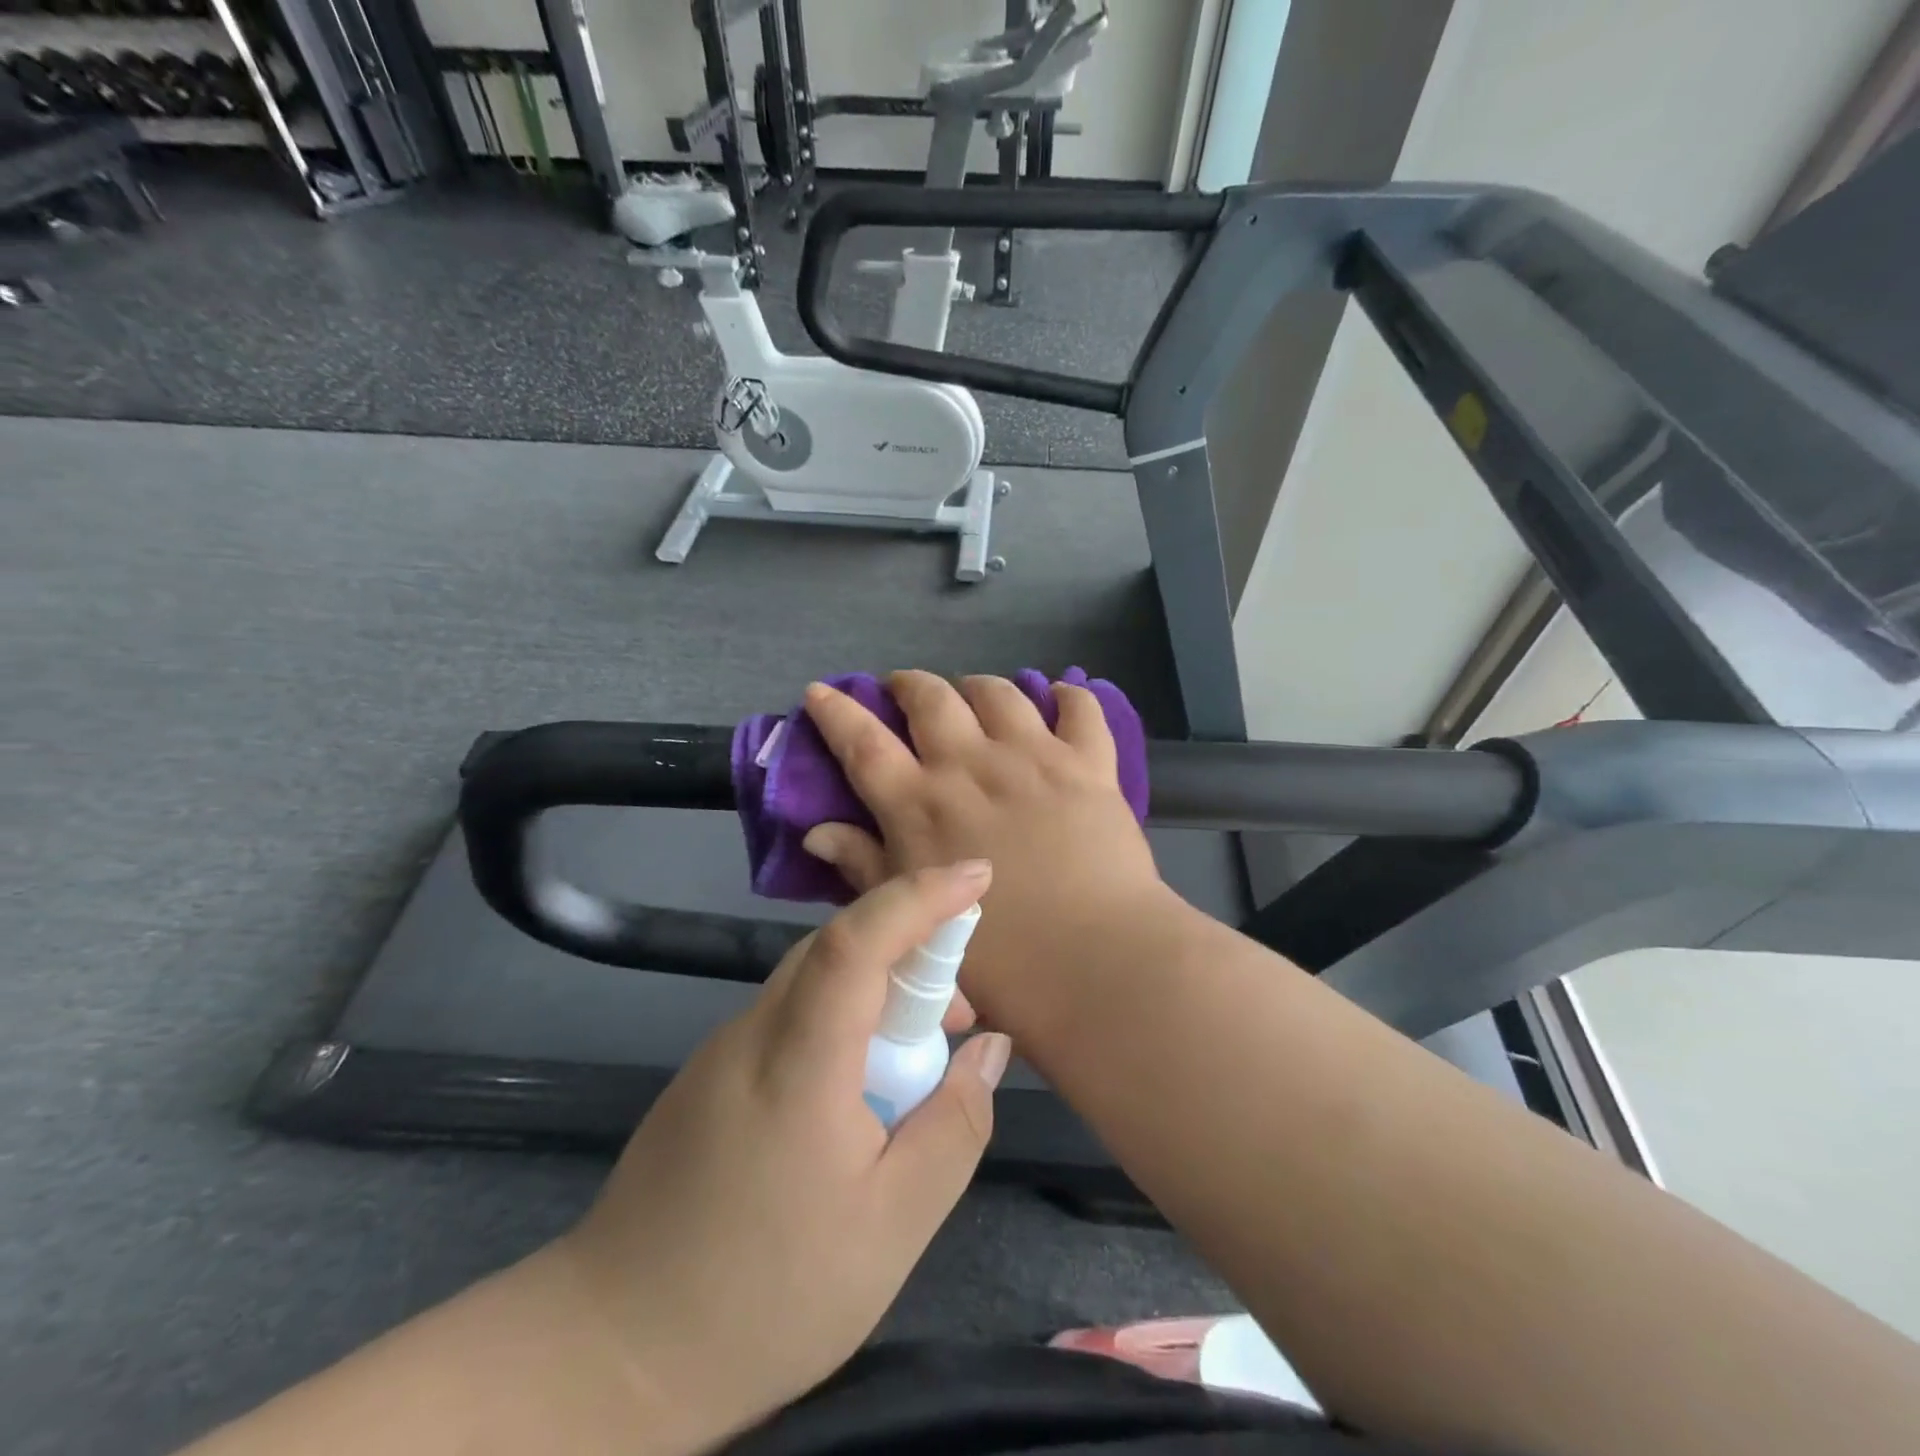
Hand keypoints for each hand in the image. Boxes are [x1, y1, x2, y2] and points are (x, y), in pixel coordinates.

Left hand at [555, 861, 1012, 1449]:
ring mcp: (723, 1050)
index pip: (857, 941)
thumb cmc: (767, 1295)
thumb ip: (955, 1125)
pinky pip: (792, 1015)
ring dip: (878, 990)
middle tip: (960, 1013)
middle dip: (912, 949)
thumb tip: (989, 1047)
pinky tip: (859, 1091)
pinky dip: (842, 1021)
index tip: (976, 876)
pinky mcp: (710, 1073)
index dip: (919, 896)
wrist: (611, 1352)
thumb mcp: (894, 1226)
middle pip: (837, 948)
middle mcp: (753, 1033)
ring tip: (919, 1060)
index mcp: (799, 1062)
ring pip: (814, 980)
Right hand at [798, 671, 1172, 1029]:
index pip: (863, 742)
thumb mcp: (914, 918)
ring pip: (998, 693)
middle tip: (904, 690)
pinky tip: (1058, 696)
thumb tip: (818, 834)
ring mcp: (1032, 757)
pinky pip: (1079, 709)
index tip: (821, 691)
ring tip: (974, 694)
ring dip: (977, 686)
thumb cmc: (996, 957)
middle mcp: (970, 766)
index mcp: (920, 805)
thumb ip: (865, 868)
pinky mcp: (1087, 764)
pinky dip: (1067, 696)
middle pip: (930, 699)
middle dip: (909, 685)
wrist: (1092, 961)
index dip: (836, 712)